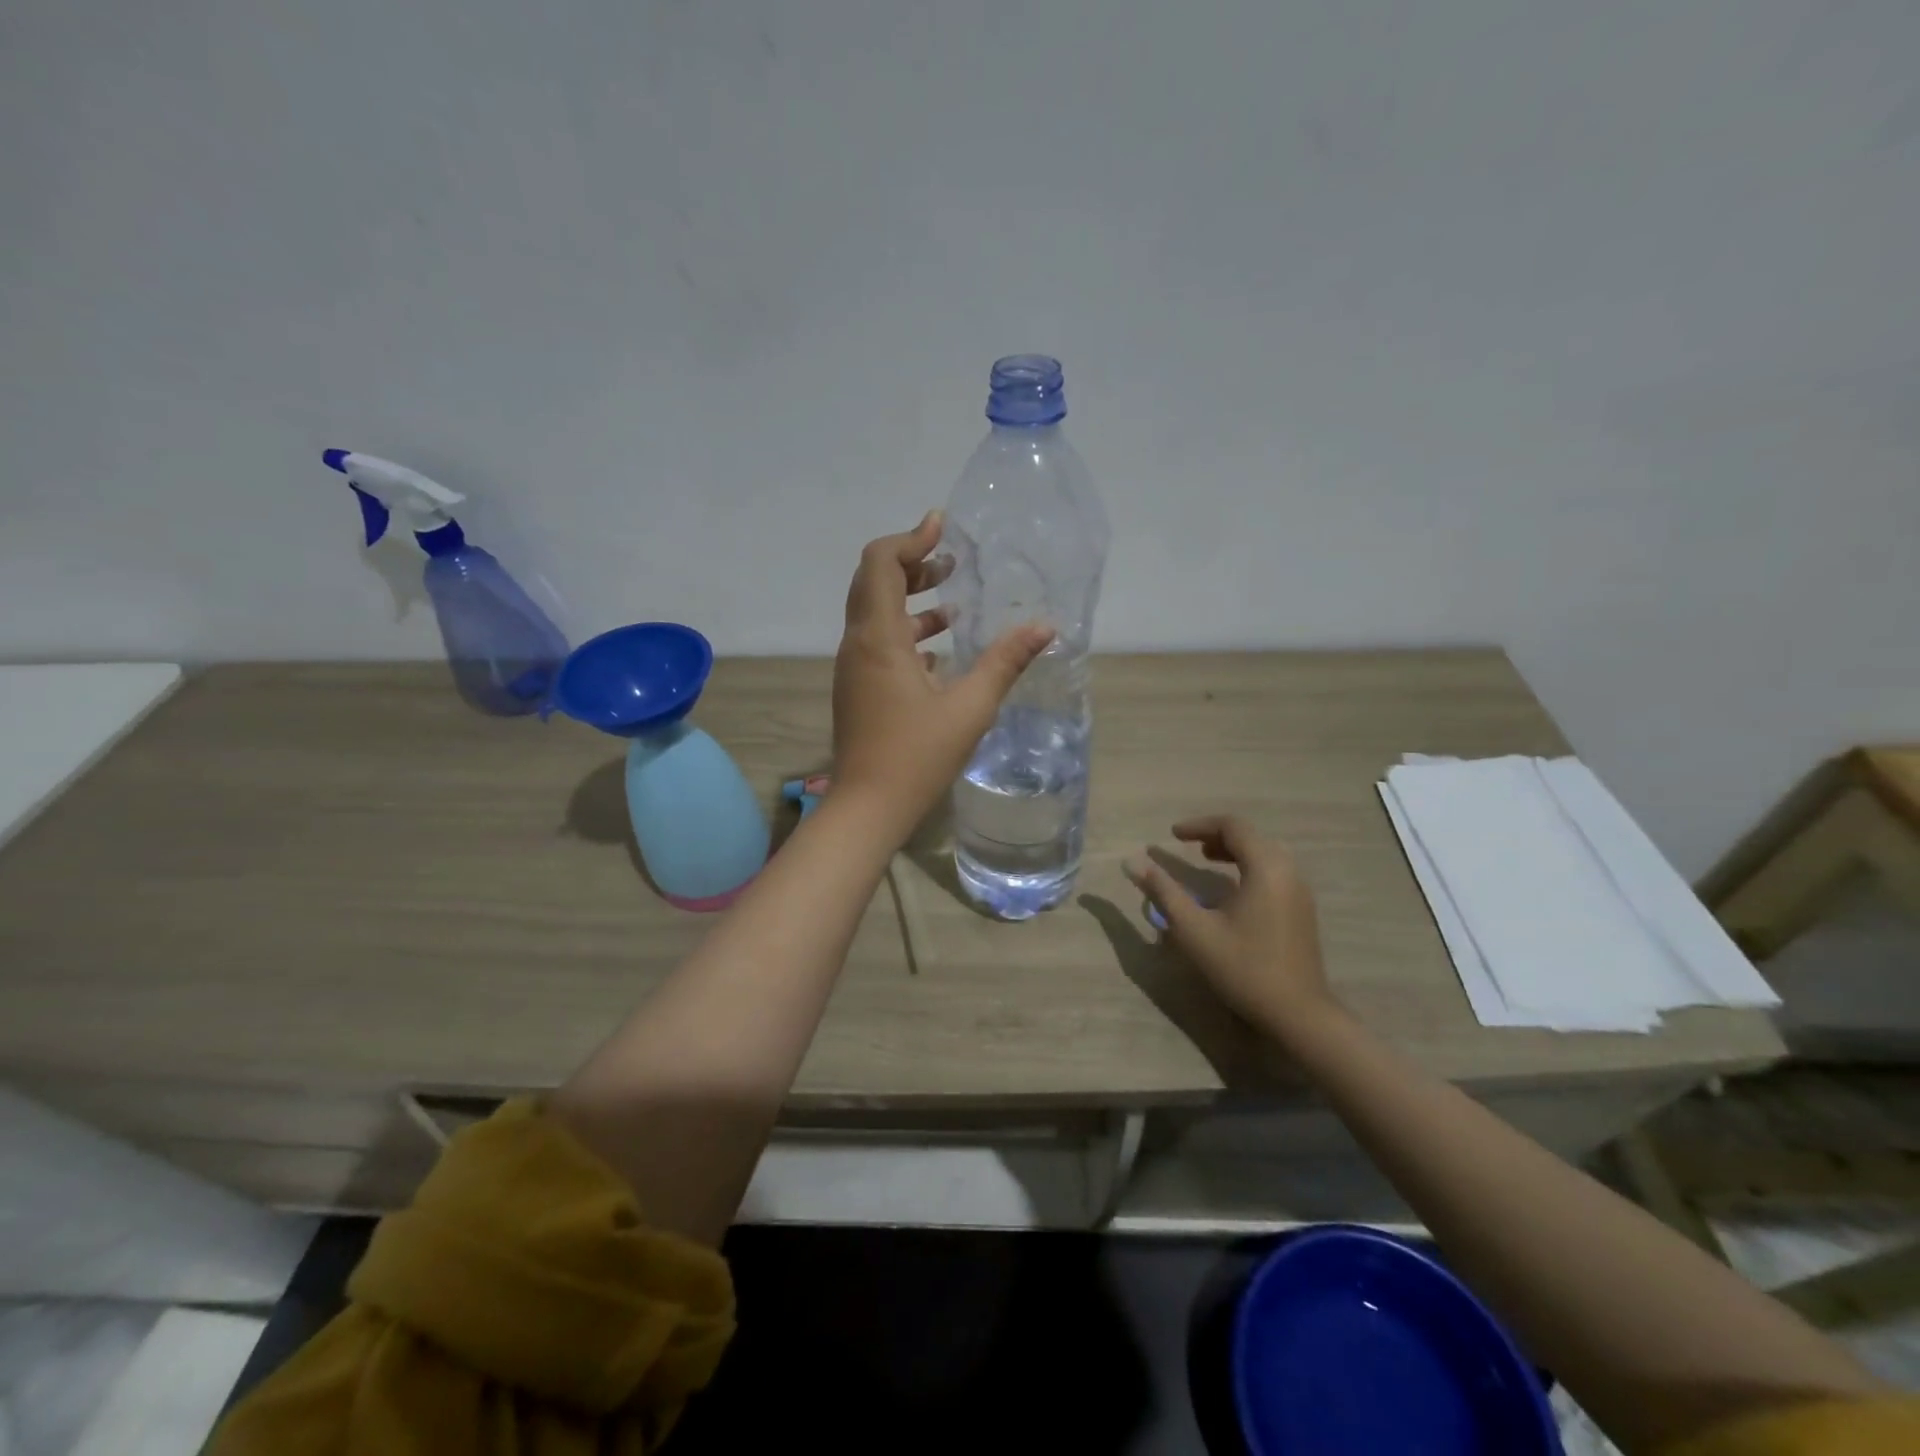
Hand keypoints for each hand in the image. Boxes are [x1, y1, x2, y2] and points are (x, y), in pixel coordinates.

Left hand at [832, 511, 1052, 837]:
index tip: (942, 528)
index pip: (880, 563)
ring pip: (874, 613)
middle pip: (873, 581)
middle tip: (951, 563)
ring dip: (909, 599)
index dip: (910, 538)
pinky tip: (939, 650)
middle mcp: (858, 644)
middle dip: (911, 564)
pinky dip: (905, 632)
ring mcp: (853, 668)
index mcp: (878, 638)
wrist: (867, 808)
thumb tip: (1045, 626)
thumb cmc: (917, 756)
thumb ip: (1005, 662)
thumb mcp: (970, 707)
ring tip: (953, 602)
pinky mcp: (858, 689)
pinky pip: (877, 643)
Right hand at [1125, 815, 1336, 1036]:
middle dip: (1216, 835)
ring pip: (1265, 853)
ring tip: (1206, 861)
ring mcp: (1300, 891)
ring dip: (1234, 850)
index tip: (1171, 836)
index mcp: (1266, 868)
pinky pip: (1274, 870)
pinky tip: (1231, 890)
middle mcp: (1288, 871)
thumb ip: (1163, 892)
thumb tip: (1132, 862)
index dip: (1199, 825)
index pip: (1233, 826)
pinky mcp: (1303, 909)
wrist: (1298, 1014)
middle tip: (1188, 847)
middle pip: (1251, 836)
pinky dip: (1249, 866)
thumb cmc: (1243, 968)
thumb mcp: (1194, 930)